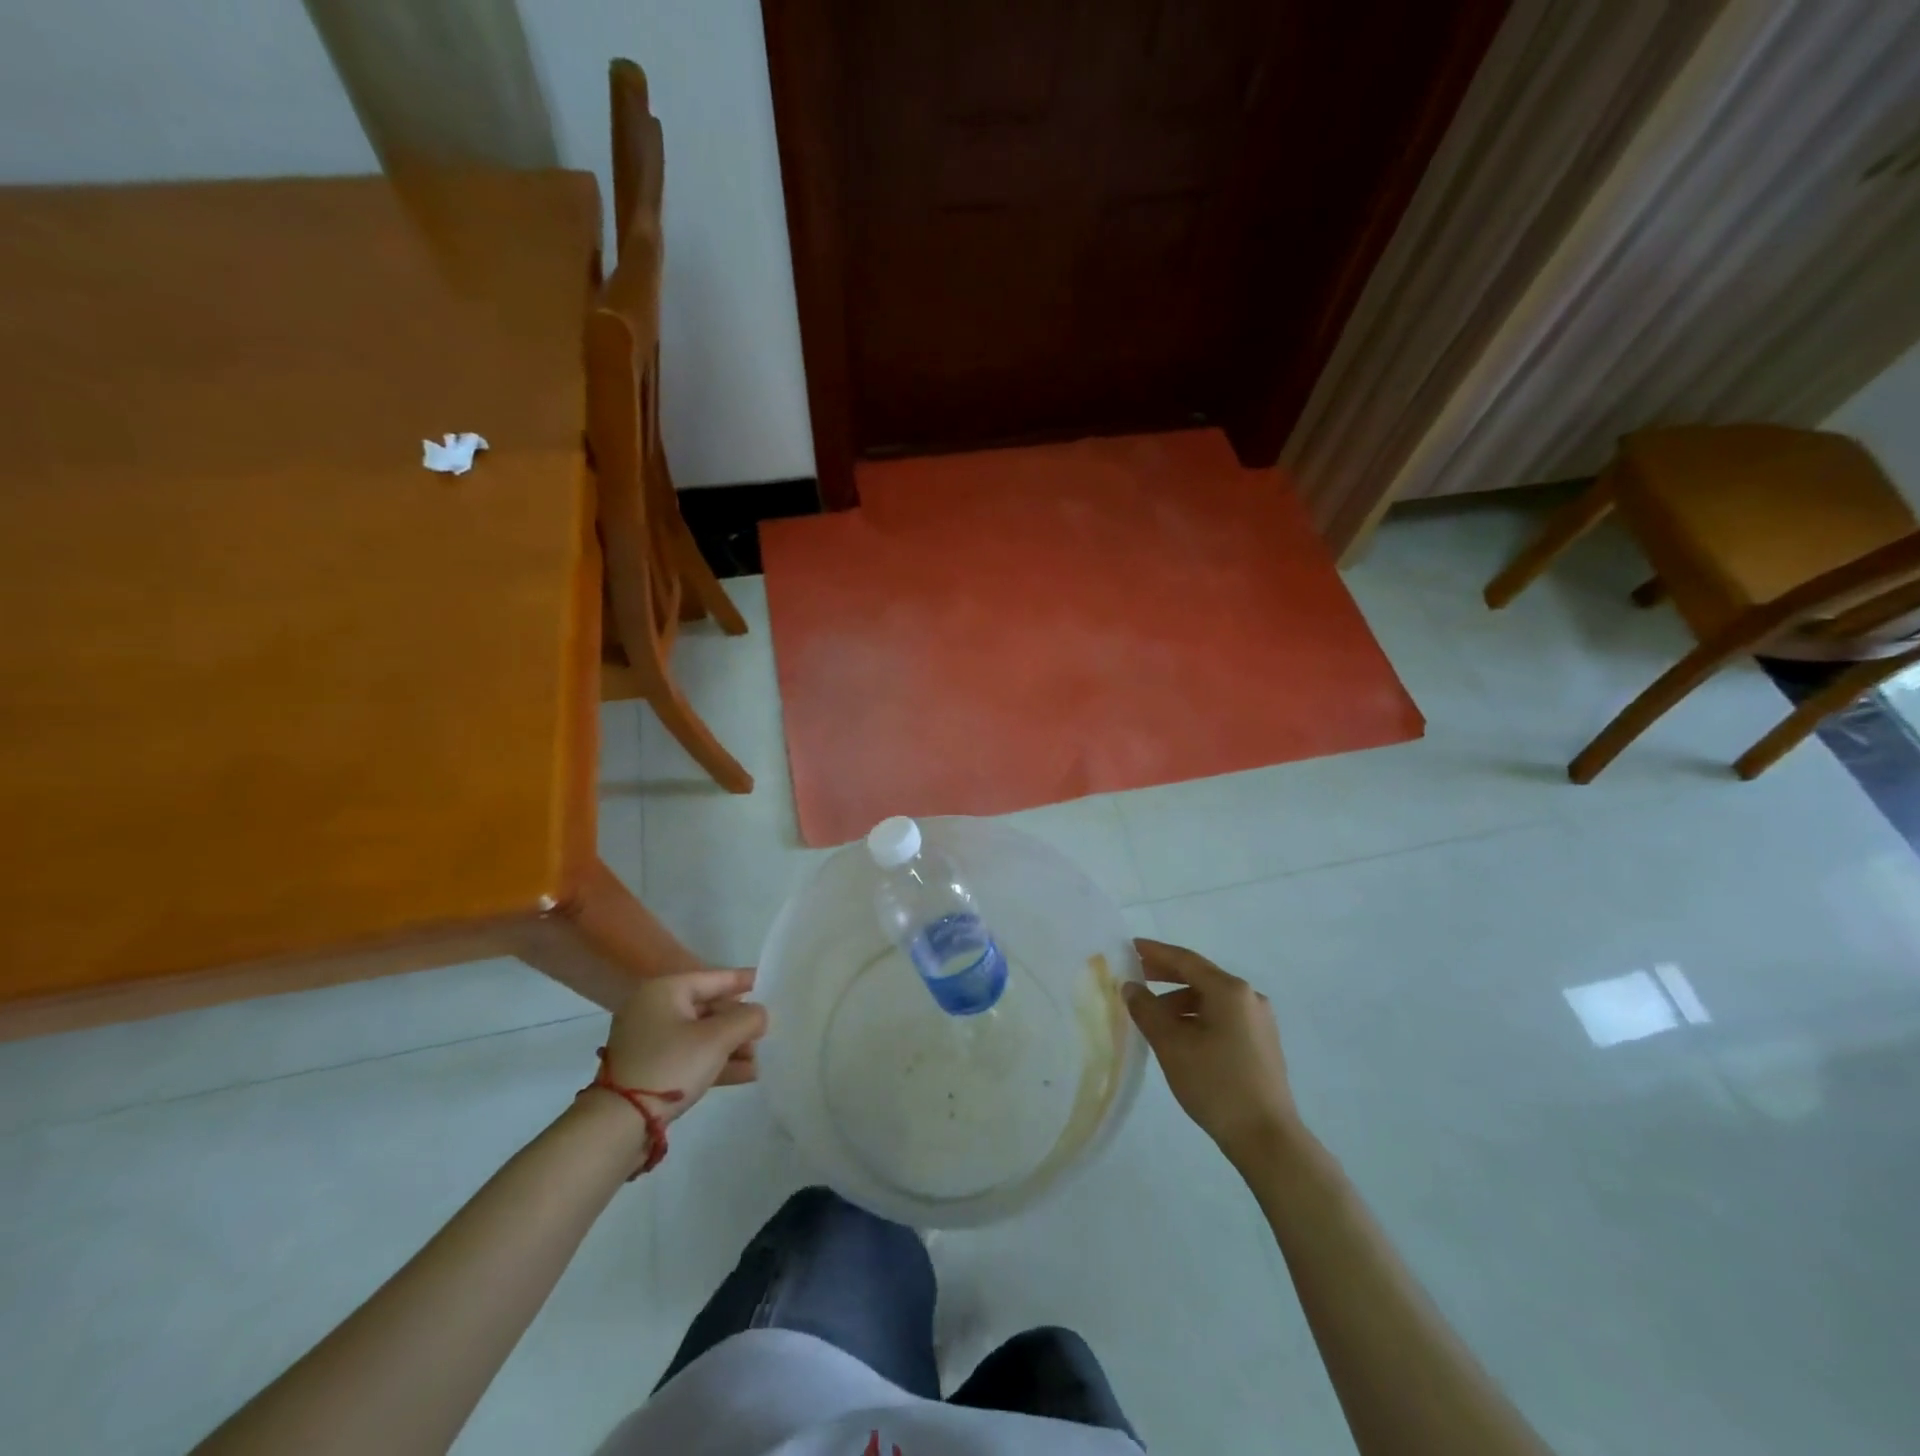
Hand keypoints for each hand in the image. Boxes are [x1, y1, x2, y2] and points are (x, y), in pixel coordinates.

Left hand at [602, 968, 768, 1123]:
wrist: (617, 1124)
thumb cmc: (670, 1065)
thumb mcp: (716, 1039)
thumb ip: (746, 1019)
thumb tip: (760, 1014)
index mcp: (664, 991)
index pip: (713, 978)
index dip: (743, 980)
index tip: (767, 981)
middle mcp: (654, 1010)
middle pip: (708, 1009)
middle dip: (739, 1023)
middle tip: (766, 1030)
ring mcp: (649, 1042)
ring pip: (700, 1036)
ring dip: (731, 1046)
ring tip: (760, 1057)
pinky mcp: (649, 1070)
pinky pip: (690, 1057)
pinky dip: (715, 1062)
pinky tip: (747, 1074)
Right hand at [1123, 939, 1295, 1162]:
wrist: (1267, 1138)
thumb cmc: (1215, 1084)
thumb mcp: (1171, 1045)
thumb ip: (1147, 1010)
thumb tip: (1131, 987)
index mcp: (1229, 990)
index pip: (1185, 960)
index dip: (1155, 952)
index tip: (1130, 947)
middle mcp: (1249, 997)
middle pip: (1200, 976)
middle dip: (1167, 975)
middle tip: (1137, 975)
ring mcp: (1259, 1021)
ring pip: (1211, 999)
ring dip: (1180, 1001)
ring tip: (1153, 1015)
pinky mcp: (1262, 1044)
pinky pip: (1223, 1017)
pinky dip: (1198, 1017)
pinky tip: (1181, 1035)